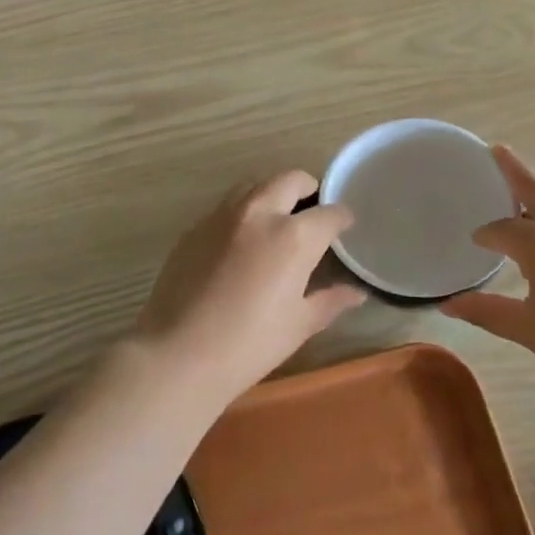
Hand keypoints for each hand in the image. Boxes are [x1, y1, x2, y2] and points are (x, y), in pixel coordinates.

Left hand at [125, 171, 364, 402]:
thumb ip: (329, 300)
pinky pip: (226, 208)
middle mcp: (259, 213)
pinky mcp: (194, 228)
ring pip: (254, 185)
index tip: (345, 227)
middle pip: (290, 180)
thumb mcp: (299, 324)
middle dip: (308, 189)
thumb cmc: (249, 344)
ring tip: (277, 220)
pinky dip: (242, 214)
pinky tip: (241, 243)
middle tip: (312, 212)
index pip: (329, 213)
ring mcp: (221, 217)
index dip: (342, 218)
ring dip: (272, 194)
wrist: (178, 354)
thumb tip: (356, 293)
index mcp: (293, 236)